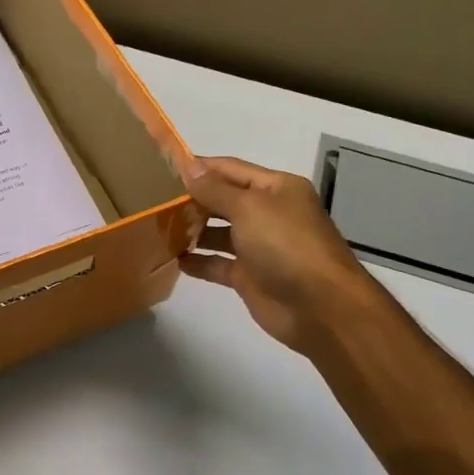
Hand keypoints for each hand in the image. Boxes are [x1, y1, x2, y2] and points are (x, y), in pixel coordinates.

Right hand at [178, 156, 363, 357]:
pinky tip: (174, 259)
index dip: (199, 167)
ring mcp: (259, 247)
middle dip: (192, 199)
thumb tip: (188, 167)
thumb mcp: (249, 208)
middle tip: (153, 200)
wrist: (320, 307)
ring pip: (218, 232)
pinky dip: (198, 261)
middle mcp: (268, 213)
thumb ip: (215, 189)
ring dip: (192, 230)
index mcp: (275, 189)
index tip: (162, 168)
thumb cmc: (286, 245)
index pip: (230, 169)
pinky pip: (218, 264)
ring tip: (158, 228)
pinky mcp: (249, 276)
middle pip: (223, 200)